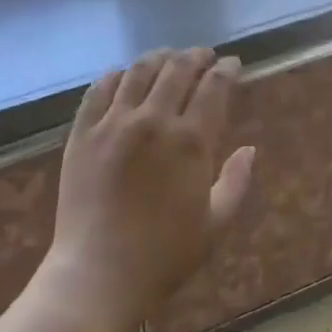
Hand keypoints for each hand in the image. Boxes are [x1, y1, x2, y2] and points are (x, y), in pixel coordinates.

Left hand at [47, 47, 256, 328]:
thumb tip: (250, 149)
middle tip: (204, 56)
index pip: (214, 86)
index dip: (227, 69)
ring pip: (139, 71)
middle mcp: (153, 121)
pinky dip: (116, 75)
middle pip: (178, 69)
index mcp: (191, 141)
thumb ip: (236, 181)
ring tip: (167, 57)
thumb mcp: (215, 224)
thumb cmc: (164, 255)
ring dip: (159, 58)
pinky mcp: (82, 133)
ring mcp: (113, 124)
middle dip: (196, 56)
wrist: (96, 276)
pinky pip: (99, 90)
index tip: (233, 64)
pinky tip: (123, 75)